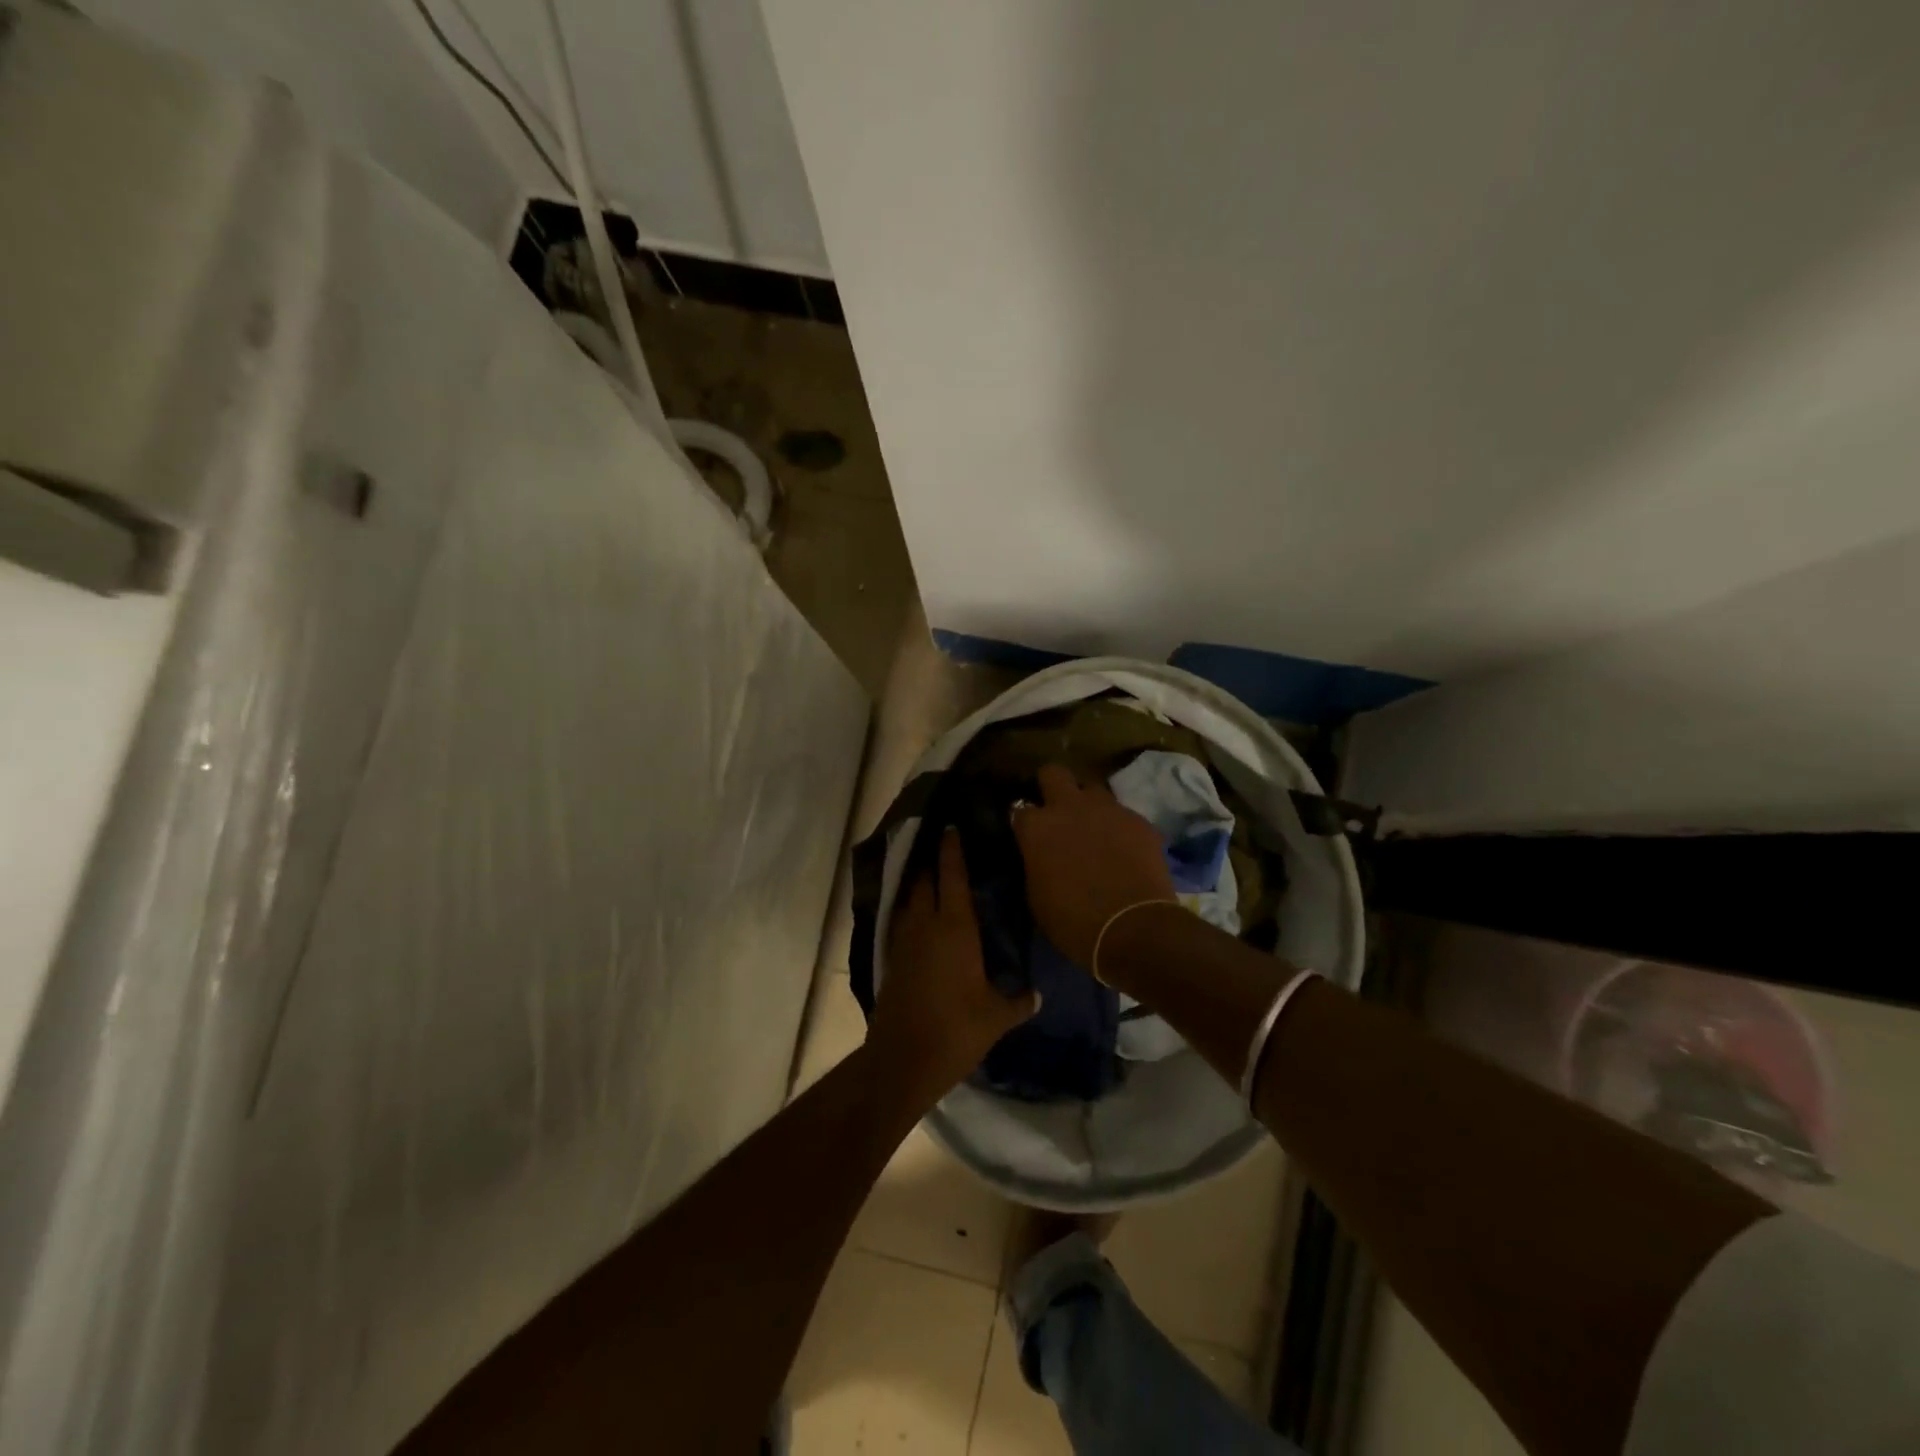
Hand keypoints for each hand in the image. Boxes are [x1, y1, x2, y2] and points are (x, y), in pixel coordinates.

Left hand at [871, 829, 1038, 1110]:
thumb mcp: (996, 1017)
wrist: (902, 1059)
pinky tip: (923, 919)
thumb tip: (1036, 993)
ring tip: (935, 877)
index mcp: (955, 929)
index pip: (952, 877)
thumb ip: (1018, 1001)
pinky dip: (912, 911)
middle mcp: (926, 925)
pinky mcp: (892, 959)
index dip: (952, 850)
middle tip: (947, 847)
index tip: (951, 827)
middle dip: (934, 862)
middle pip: (925, 881)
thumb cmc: (956, 1030)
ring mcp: (904, 941)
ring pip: (910, 900)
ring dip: (920, 885)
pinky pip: (903, 922)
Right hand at [1011, 763, 1175, 967]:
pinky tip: (1124, 849)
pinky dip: (1119, 827)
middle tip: (1056, 810)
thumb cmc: (1073, 921)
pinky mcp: (1139, 820)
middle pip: (1054, 773)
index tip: (1028, 834)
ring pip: (1093, 789)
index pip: (1019, 809)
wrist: (1133, 928)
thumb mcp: (1037, 895)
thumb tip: (1040, 855)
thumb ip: (1036, 863)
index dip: (1024, 822)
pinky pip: (1123, 814)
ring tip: (1094, 829)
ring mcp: (1108, 809)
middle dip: (1052, 786)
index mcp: (1037, 827)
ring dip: (1089, 805)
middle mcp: (1069, 807)